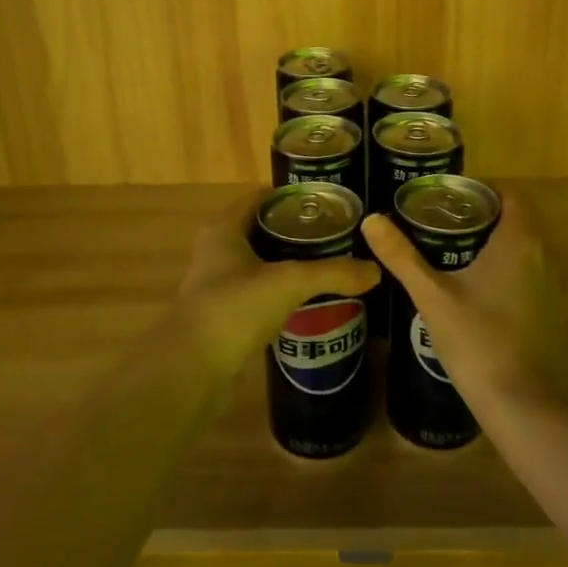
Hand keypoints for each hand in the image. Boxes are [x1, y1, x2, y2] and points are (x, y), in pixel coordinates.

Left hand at [173, 192, 379, 373]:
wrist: (192, 370)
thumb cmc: (235, 308)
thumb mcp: (289, 282)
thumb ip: (333, 273)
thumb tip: (375, 271)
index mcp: (225, 228)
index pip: (262, 198)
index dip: (294, 196)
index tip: (329, 203)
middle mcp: (217, 250)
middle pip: (263, 229)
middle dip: (298, 232)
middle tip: (337, 236)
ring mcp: (219, 284)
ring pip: (261, 263)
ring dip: (290, 263)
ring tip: (330, 266)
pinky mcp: (225, 315)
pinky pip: (260, 293)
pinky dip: (282, 292)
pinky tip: (309, 301)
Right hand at [361, 188, 554, 401]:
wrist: (524, 405)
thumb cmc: (478, 340)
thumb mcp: (432, 295)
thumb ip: (402, 256)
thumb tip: (371, 220)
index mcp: (518, 242)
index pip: (510, 195)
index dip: (482, 188)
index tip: (449, 194)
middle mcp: (541, 256)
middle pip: (515, 220)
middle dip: (480, 215)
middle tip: (439, 219)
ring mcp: (549, 287)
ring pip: (520, 249)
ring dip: (491, 244)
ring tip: (447, 250)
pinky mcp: (548, 314)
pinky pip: (525, 275)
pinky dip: (500, 270)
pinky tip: (469, 289)